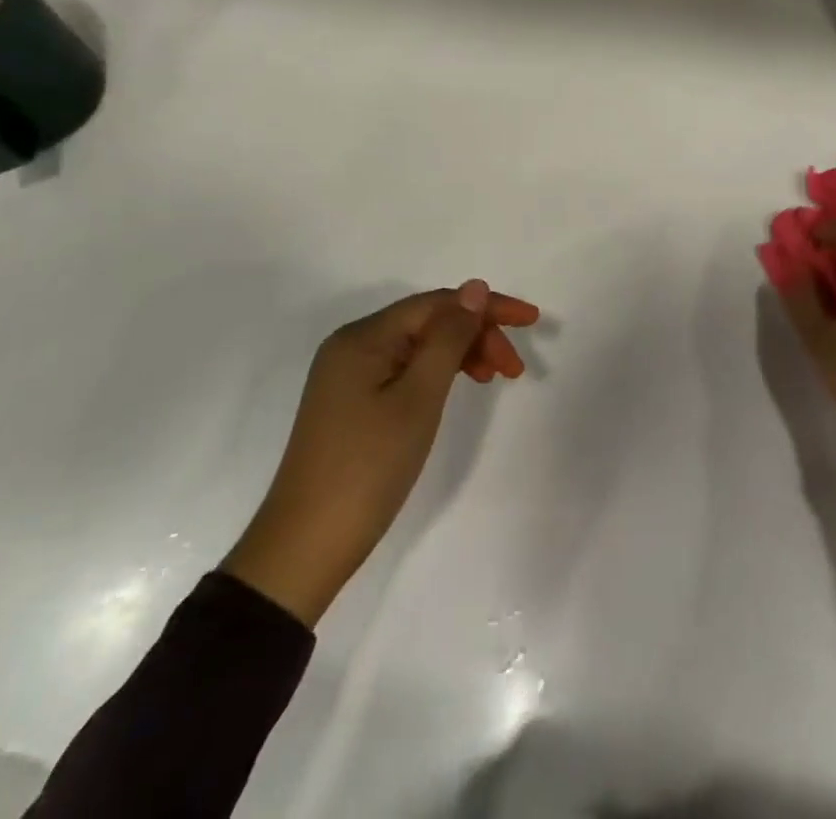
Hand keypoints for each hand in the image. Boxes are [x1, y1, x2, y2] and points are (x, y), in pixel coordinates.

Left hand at [223, 280, 540, 625]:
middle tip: (514, 368)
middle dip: (476, 334)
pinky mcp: (351, 402)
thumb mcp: (418, 398)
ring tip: (495, 377)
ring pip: (419, 345)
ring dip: (461, 353)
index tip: (530, 321)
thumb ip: (449, 338)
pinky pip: (404, 368)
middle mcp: (353, 345)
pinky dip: (437, 373)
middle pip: (428, 321)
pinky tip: (456, 387)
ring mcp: (349, 374)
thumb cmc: (368, 467)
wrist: (305, 548)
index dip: (487, 307)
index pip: (437, 303)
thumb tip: (474, 287)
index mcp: (364, 336)